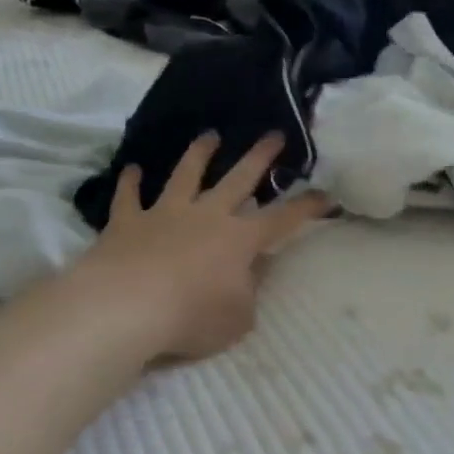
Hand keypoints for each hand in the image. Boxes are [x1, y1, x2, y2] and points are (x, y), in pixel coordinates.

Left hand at [76, 133, 329, 361]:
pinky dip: (130, 182)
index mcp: (239, 239)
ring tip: (209, 136)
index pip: (282, 219)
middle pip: (238, 179)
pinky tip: (131, 169)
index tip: (326, 194)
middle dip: (259, 156)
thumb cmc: (191, 317)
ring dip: (199, 154)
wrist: (127, 306)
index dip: (306, 207)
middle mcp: (206, 216)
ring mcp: (165, 213)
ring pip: (186, 174)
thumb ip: (248, 292)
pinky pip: (129, 196)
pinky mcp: (128, 221)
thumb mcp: (237, 319)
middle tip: (273, 135)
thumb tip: (252, 271)